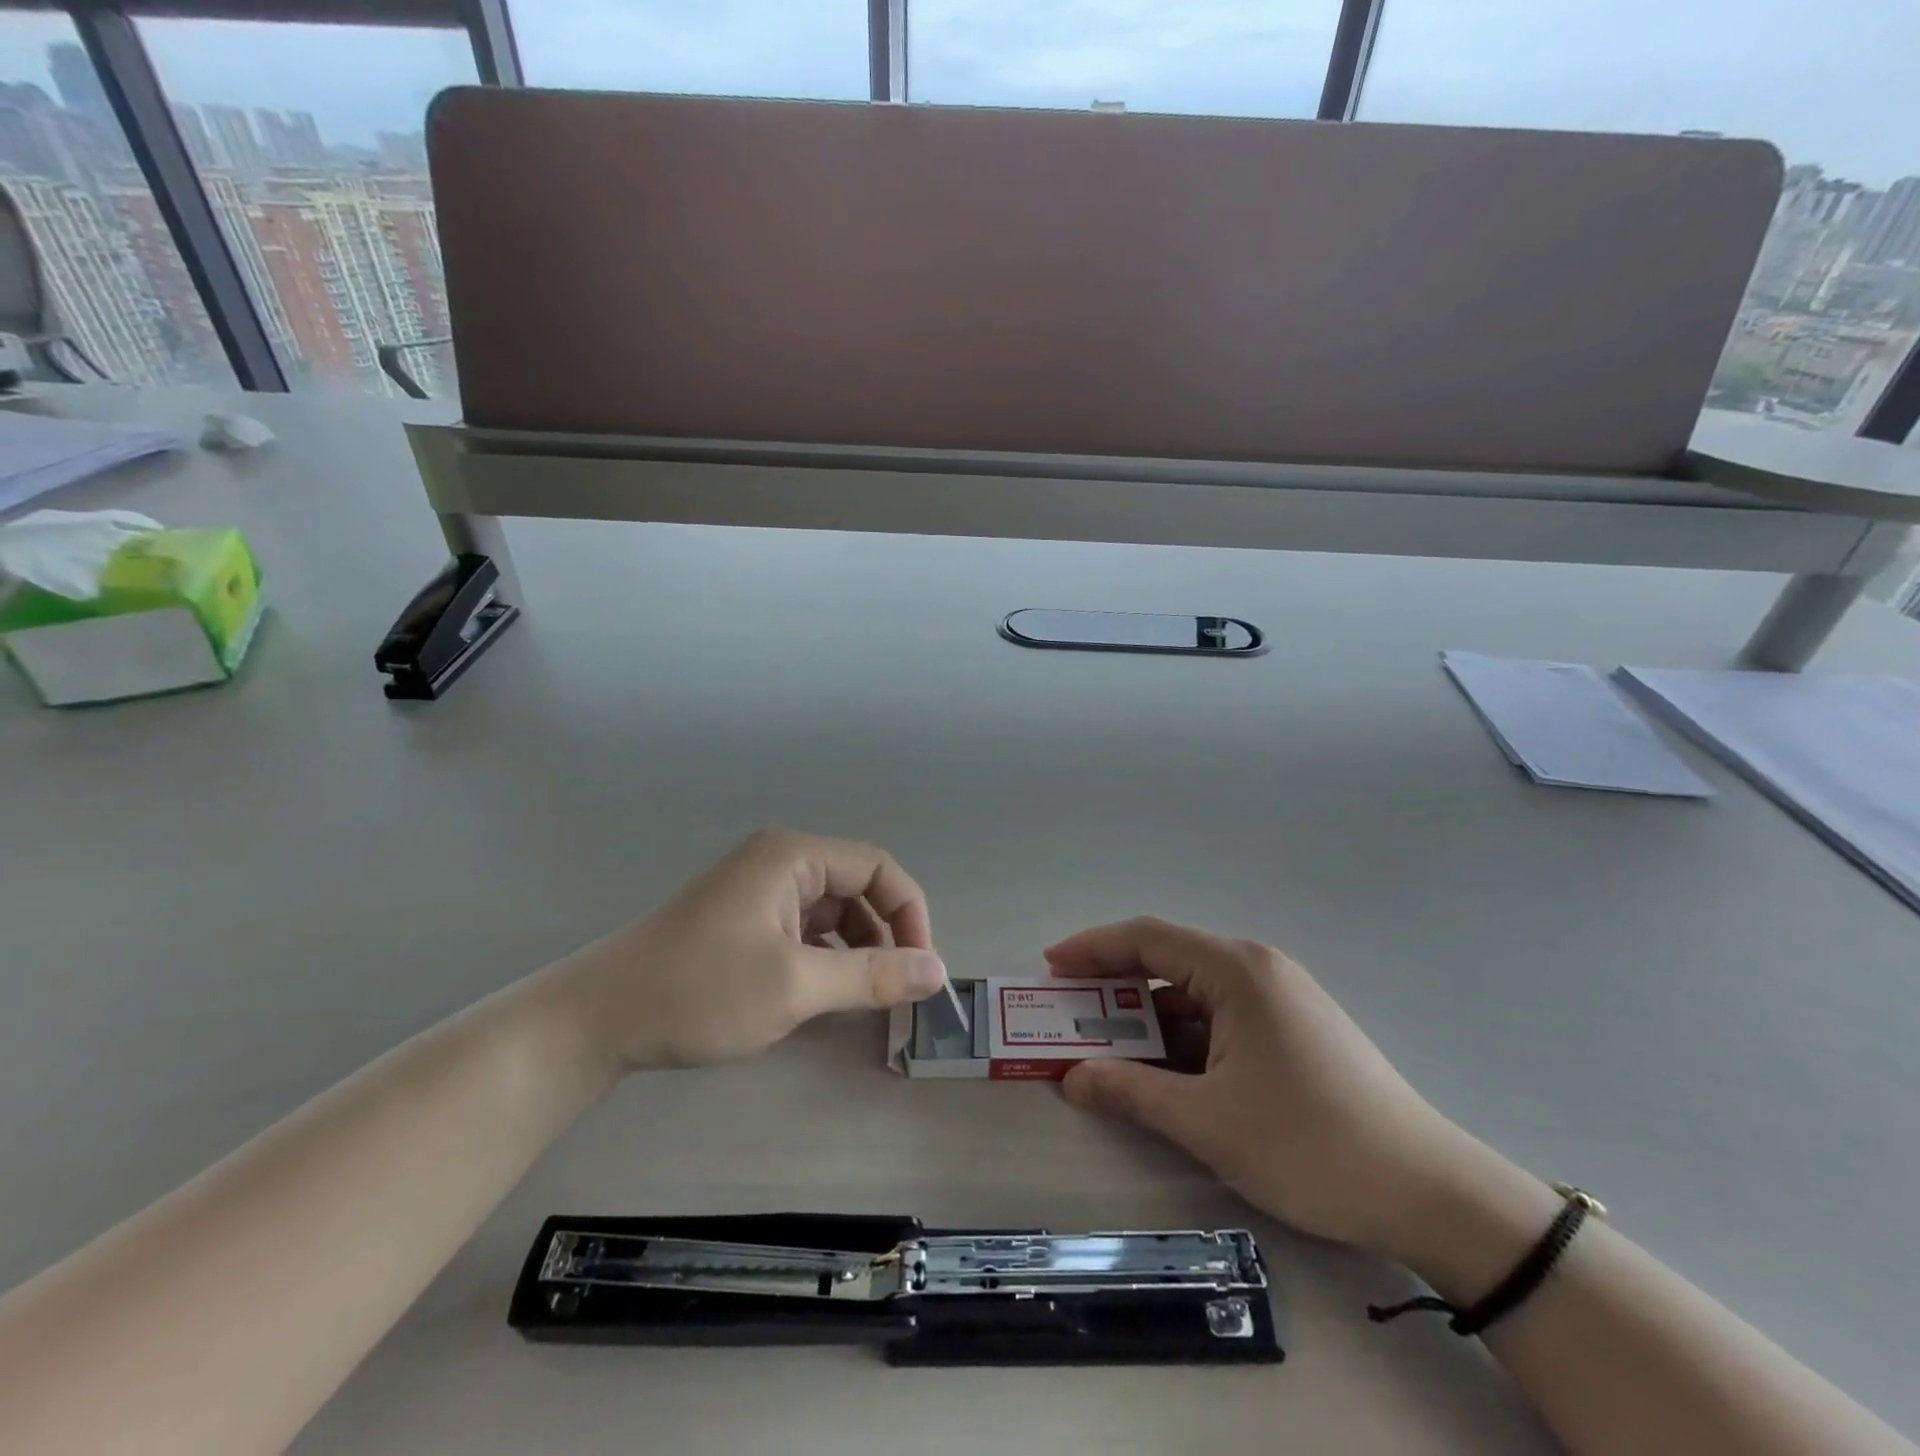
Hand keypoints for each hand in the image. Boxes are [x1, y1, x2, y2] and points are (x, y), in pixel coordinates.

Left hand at [554, 829, 946, 1069]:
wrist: (597, 1020)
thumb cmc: (700, 990)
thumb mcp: (795, 985)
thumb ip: (872, 976)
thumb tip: (939, 972)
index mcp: (793, 857)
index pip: (877, 868)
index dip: (910, 913)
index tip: (921, 968)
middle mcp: (780, 863)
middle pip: (857, 889)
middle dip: (884, 936)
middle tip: (897, 992)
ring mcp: (759, 893)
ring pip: (832, 915)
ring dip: (856, 952)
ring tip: (863, 1000)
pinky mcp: (745, 923)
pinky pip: (805, 932)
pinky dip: (825, 960)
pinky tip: (824, 996)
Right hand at [1051, 917, 1482, 1264]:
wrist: (1432, 1194)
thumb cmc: (1310, 1145)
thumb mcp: (1208, 1122)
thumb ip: (1131, 1092)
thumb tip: (1071, 1078)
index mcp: (1236, 970)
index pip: (1147, 938)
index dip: (1092, 948)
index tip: (1049, 968)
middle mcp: (1257, 968)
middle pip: (1168, 960)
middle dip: (1113, 985)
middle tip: (1068, 1012)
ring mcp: (1279, 997)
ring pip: (1193, 993)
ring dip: (1147, 1017)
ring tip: (1106, 1047)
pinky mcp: (1293, 1028)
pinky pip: (1219, 1017)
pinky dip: (1182, 1036)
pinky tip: (1163, 1068)